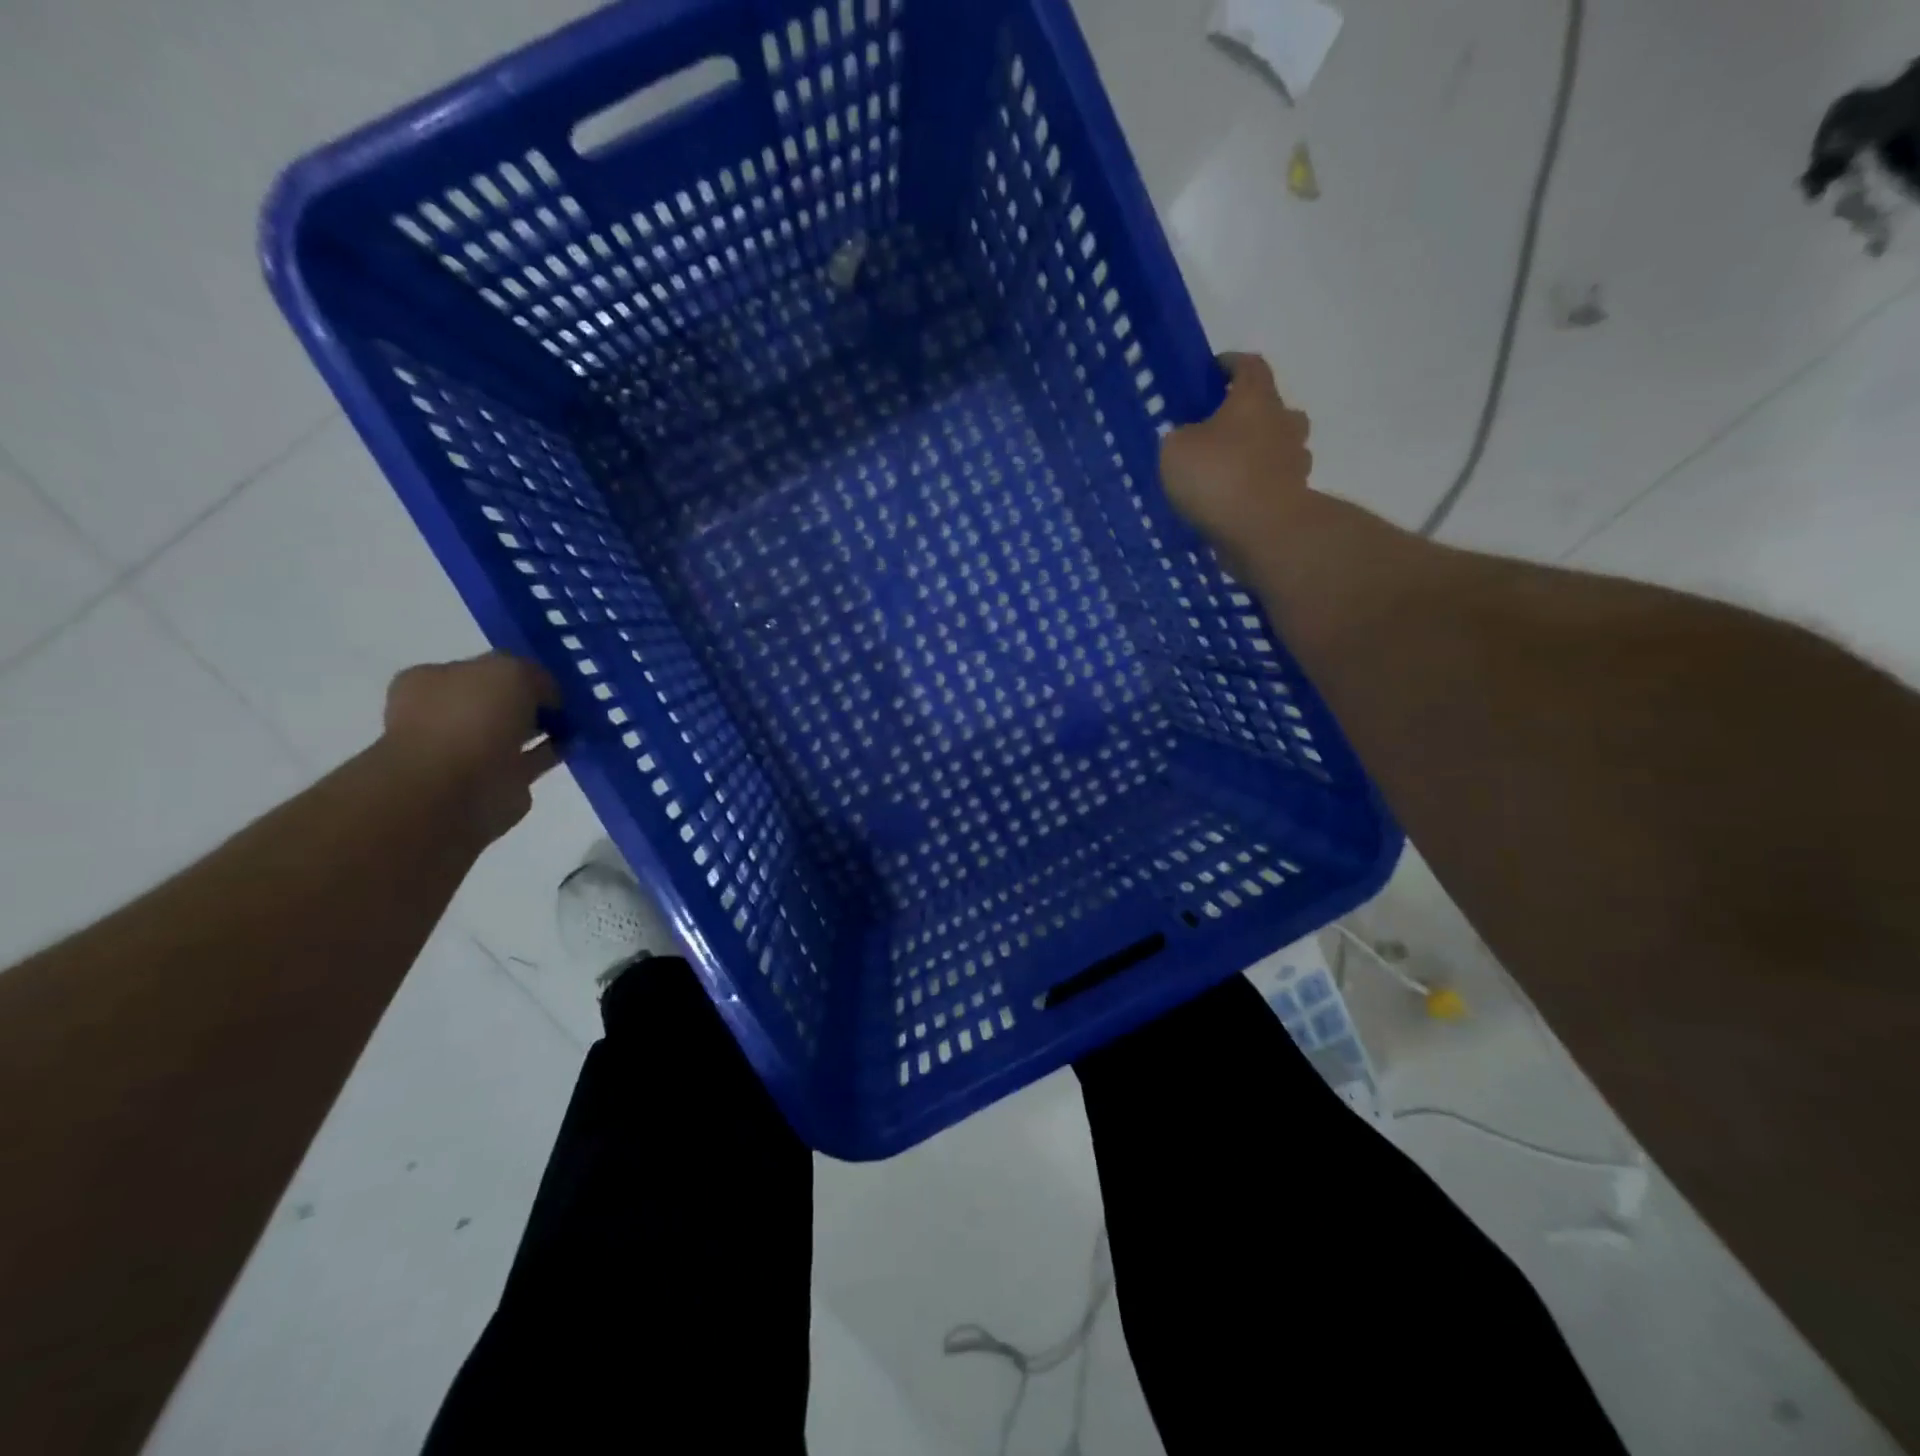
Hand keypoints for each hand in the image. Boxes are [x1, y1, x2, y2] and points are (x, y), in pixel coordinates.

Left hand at [381, 652, 560, 840]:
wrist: (455, 788)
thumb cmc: (471, 716)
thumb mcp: (511, 670)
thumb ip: (533, 674)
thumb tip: (548, 695)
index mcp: (431, 682)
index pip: (480, 670)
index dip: (517, 672)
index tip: (550, 679)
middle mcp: (443, 716)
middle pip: (497, 703)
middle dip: (530, 702)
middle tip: (567, 702)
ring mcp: (467, 753)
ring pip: (514, 734)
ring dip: (543, 729)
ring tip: (577, 723)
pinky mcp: (494, 783)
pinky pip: (529, 761)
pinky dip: (550, 753)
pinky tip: (575, 744)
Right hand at [1159, 353, 1313, 581]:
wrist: (1264, 530)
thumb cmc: (1218, 477)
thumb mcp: (1175, 450)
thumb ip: (1180, 437)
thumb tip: (1190, 439)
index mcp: (1255, 398)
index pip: (1249, 365)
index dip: (1230, 364)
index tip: (1213, 372)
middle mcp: (1283, 421)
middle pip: (1270, 406)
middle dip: (1247, 414)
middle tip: (1219, 430)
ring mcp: (1295, 459)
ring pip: (1277, 445)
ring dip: (1257, 452)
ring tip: (1227, 471)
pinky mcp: (1295, 494)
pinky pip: (1274, 482)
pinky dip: (1259, 486)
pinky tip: (1235, 502)